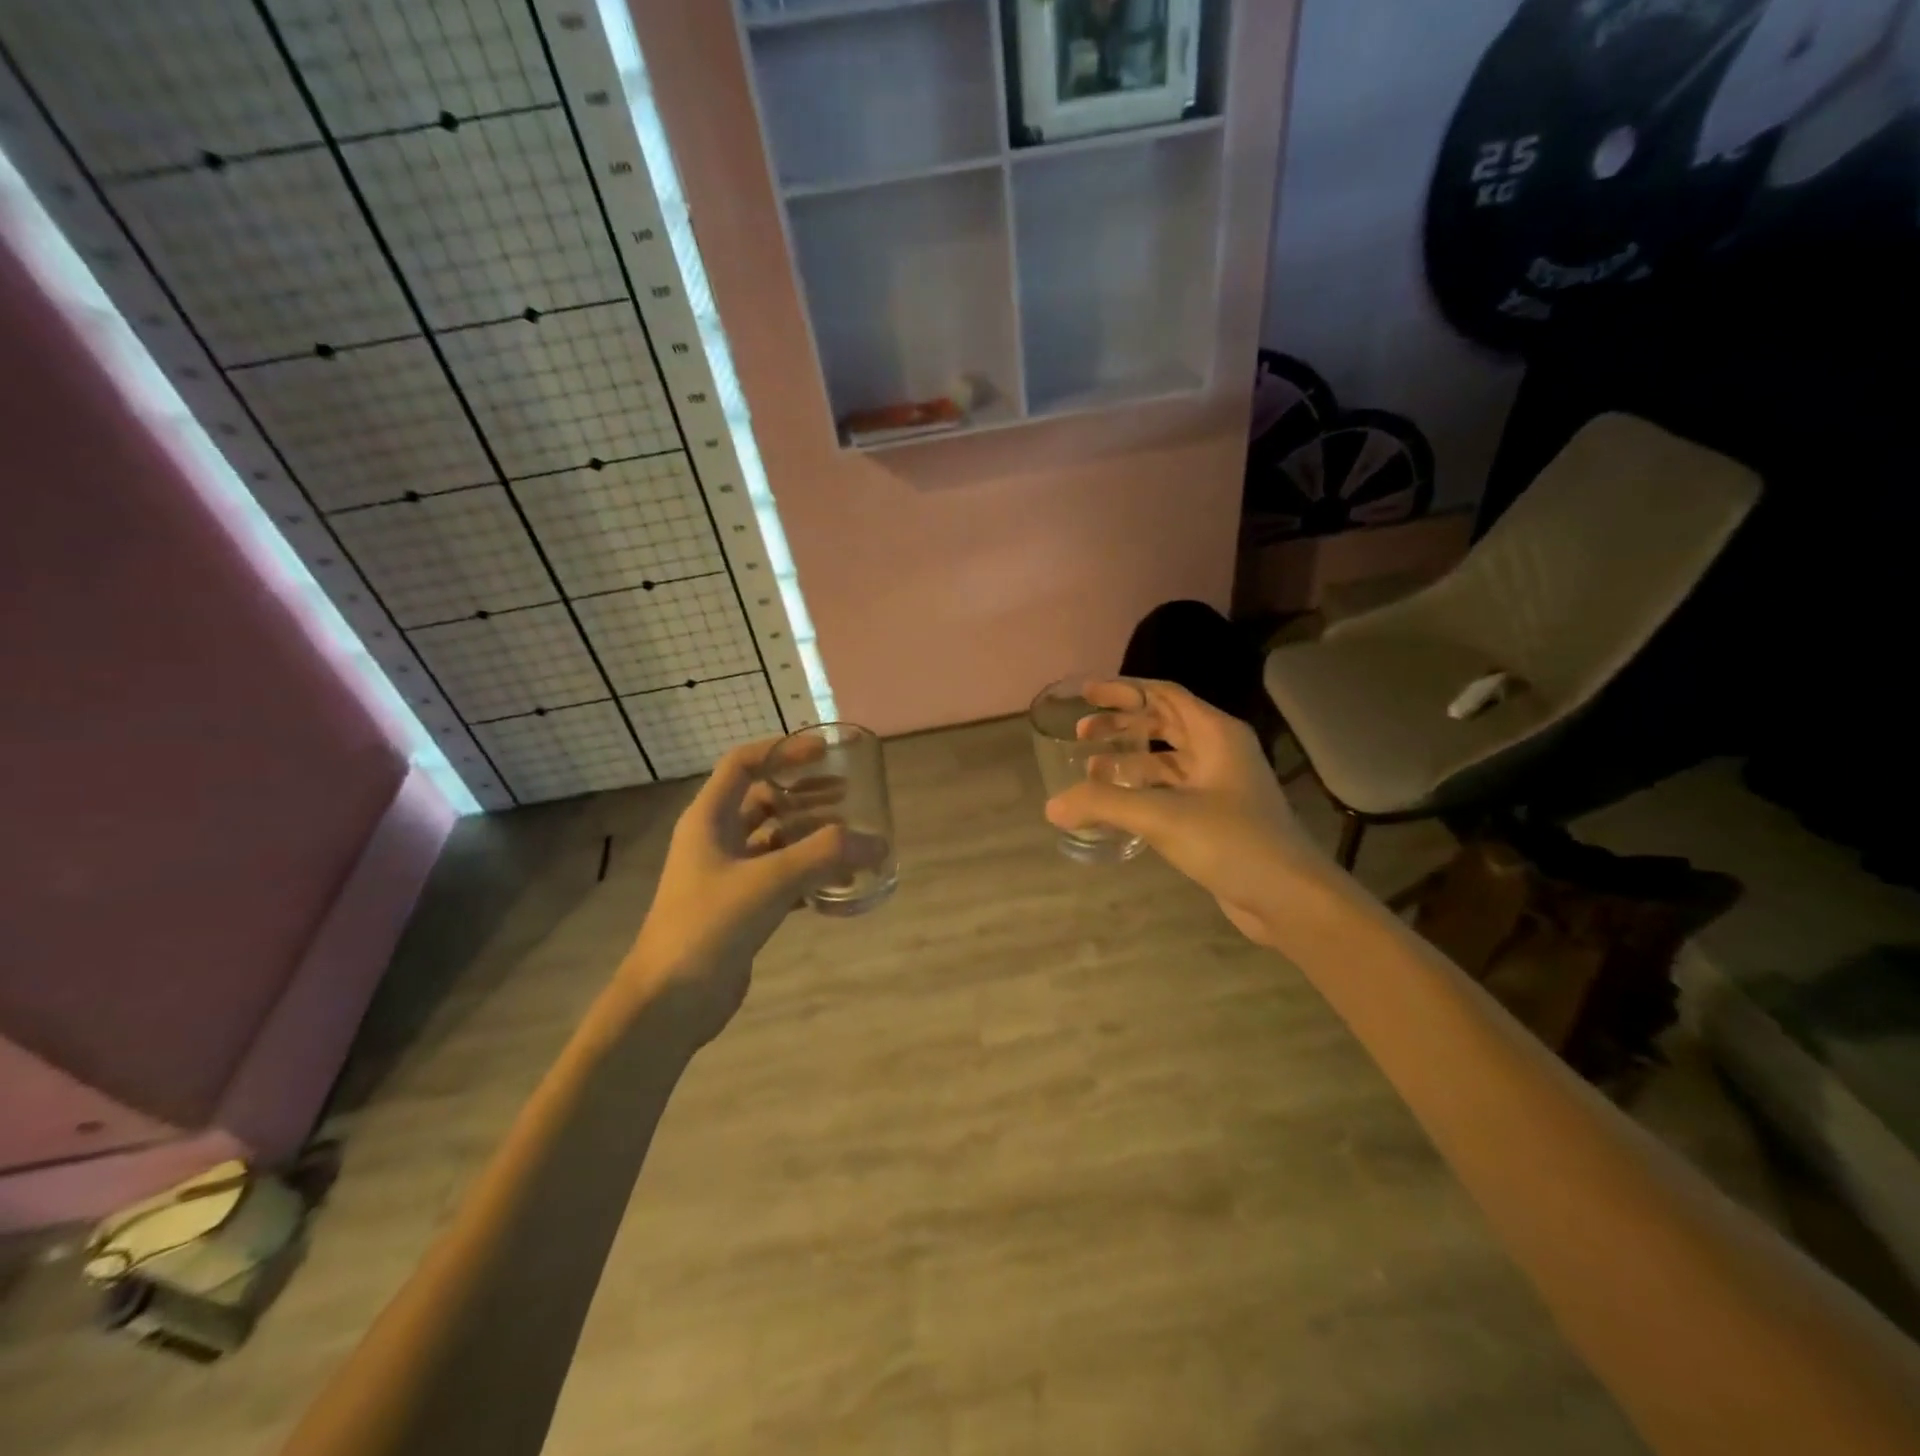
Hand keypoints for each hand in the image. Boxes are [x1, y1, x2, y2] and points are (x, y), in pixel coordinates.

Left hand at [620, 737, 876, 1038]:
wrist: (669, 1001)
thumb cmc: (709, 926)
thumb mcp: (770, 881)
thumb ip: (826, 856)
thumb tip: (878, 843)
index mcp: (709, 819)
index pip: (743, 764)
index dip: (783, 750)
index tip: (824, 752)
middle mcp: (716, 840)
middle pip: (764, 800)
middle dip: (805, 793)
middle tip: (847, 793)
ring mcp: (727, 875)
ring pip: (775, 839)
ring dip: (811, 834)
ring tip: (851, 837)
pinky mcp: (740, 907)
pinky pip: (780, 875)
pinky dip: (809, 872)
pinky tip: (840, 882)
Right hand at [1046, 679, 1330, 946]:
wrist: (1288, 897)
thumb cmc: (1231, 841)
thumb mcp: (1162, 816)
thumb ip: (1104, 805)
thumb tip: (1052, 806)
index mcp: (1216, 734)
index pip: (1165, 695)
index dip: (1124, 691)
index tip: (1086, 695)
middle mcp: (1220, 751)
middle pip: (1164, 723)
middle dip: (1122, 724)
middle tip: (1082, 733)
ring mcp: (1219, 785)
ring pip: (1165, 759)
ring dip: (1128, 760)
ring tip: (1089, 771)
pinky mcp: (1215, 815)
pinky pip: (1170, 790)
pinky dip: (1141, 790)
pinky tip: (1116, 806)